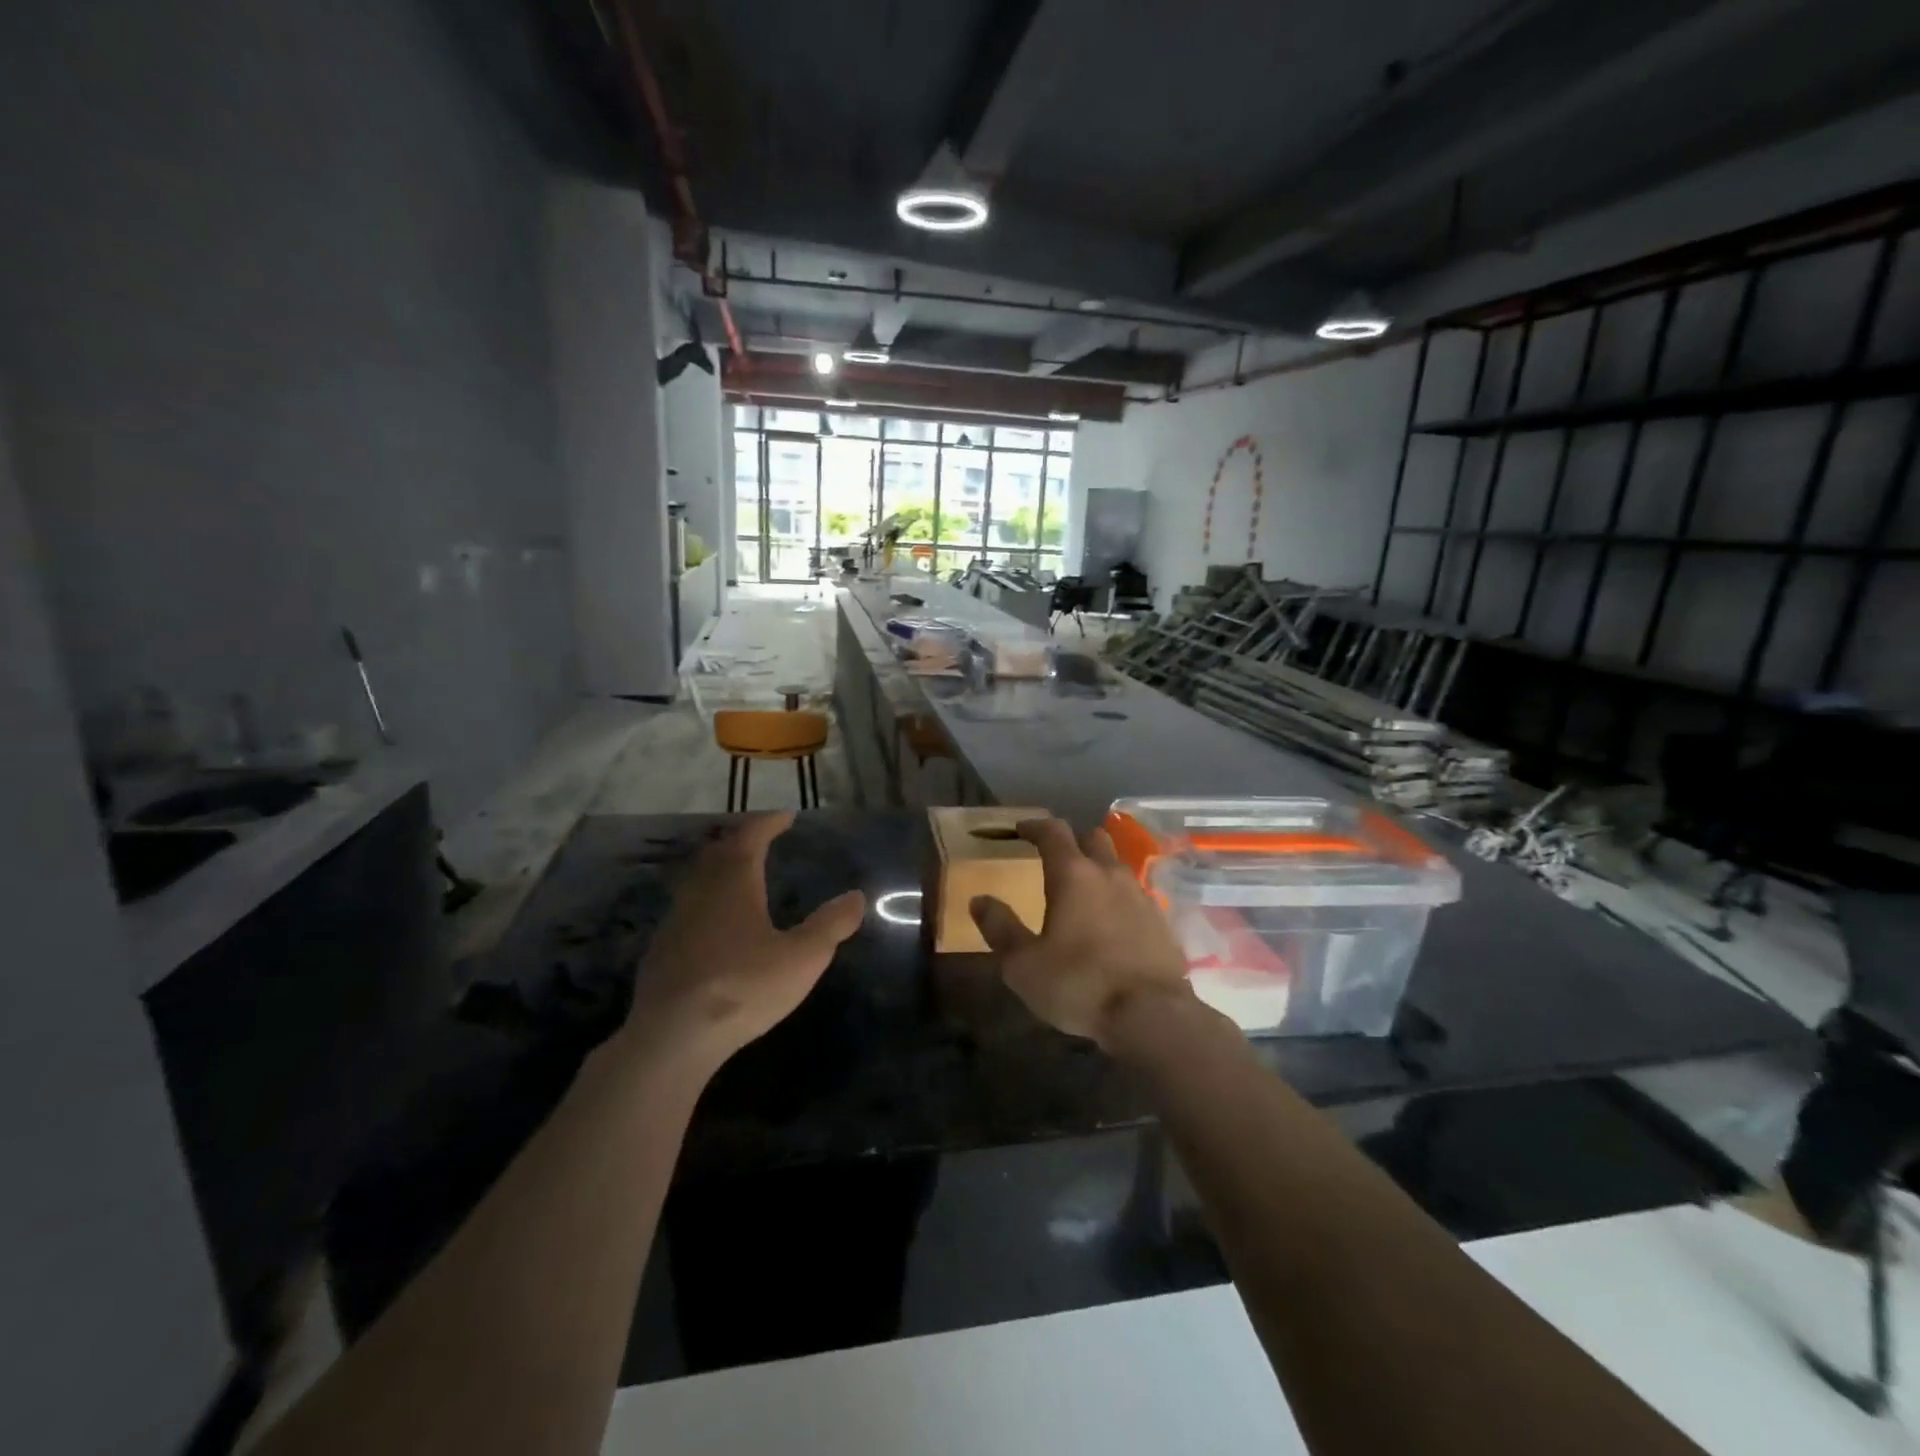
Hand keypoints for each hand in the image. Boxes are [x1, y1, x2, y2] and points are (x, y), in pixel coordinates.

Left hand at [625, 812, 865, 1066]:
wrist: (672, 1036)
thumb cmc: (743, 987)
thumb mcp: (802, 958)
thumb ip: (830, 925)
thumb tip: (856, 896)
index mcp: (734, 882)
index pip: (751, 837)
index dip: (769, 823)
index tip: (786, 816)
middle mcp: (701, 891)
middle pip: (718, 852)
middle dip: (741, 841)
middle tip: (761, 840)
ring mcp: (675, 921)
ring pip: (698, 880)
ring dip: (720, 870)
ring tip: (740, 878)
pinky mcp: (660, 951)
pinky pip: (686, 910)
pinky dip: (705, 902)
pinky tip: (713, 925)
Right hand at [969, 817, 1194, 1047]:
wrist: (1152, 1015)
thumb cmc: (1079, 984)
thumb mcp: (1023, 965)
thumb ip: (1000, 928)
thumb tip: (979, 900)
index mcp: (1073, 875)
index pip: (1053, 832)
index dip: (1034, 826)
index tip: (1021, 830)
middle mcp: (1110, 874)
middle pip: (1092, 838)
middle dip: (1071, 841)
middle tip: (1054, 857)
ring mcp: (1141, 895)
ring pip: (1117, 865)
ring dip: (1098, 868)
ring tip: (1083, 891)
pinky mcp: (1161, 921)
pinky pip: (1135, 895)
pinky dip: (1118, 897)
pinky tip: (1112, 922)